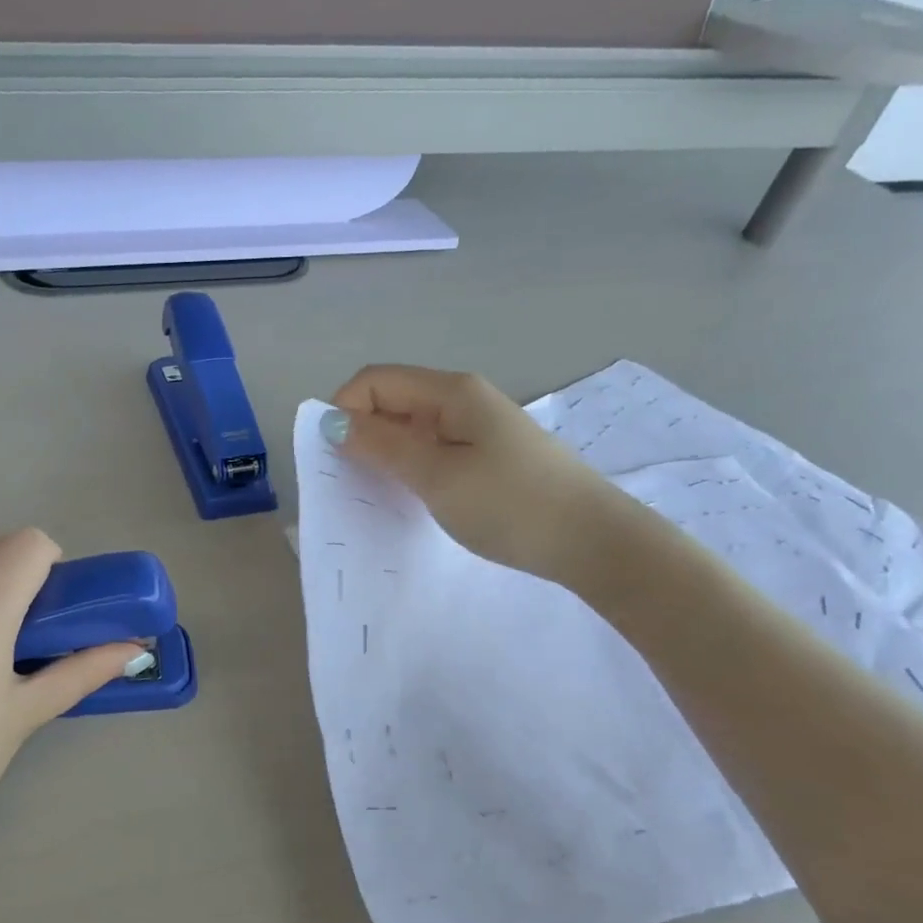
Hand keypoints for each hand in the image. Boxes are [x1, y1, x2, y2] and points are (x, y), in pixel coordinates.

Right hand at [326, 365, 621, 587]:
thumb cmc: (509, 504)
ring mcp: (477, 427)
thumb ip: (381, 446)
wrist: (590, 540)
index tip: (333, 458)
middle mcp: (462, 399)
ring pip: (411, 427)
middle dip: (361, 432)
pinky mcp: (487, 455)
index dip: (343, 410)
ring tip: (379, 492)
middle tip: (351, 480)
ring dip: (385, 452)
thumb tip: (332, 422)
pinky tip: (413, 495)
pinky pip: (433, 448)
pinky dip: (411, 466)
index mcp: (450, 392)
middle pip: (392, 400)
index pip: (374, 381)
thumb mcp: (436, 475)